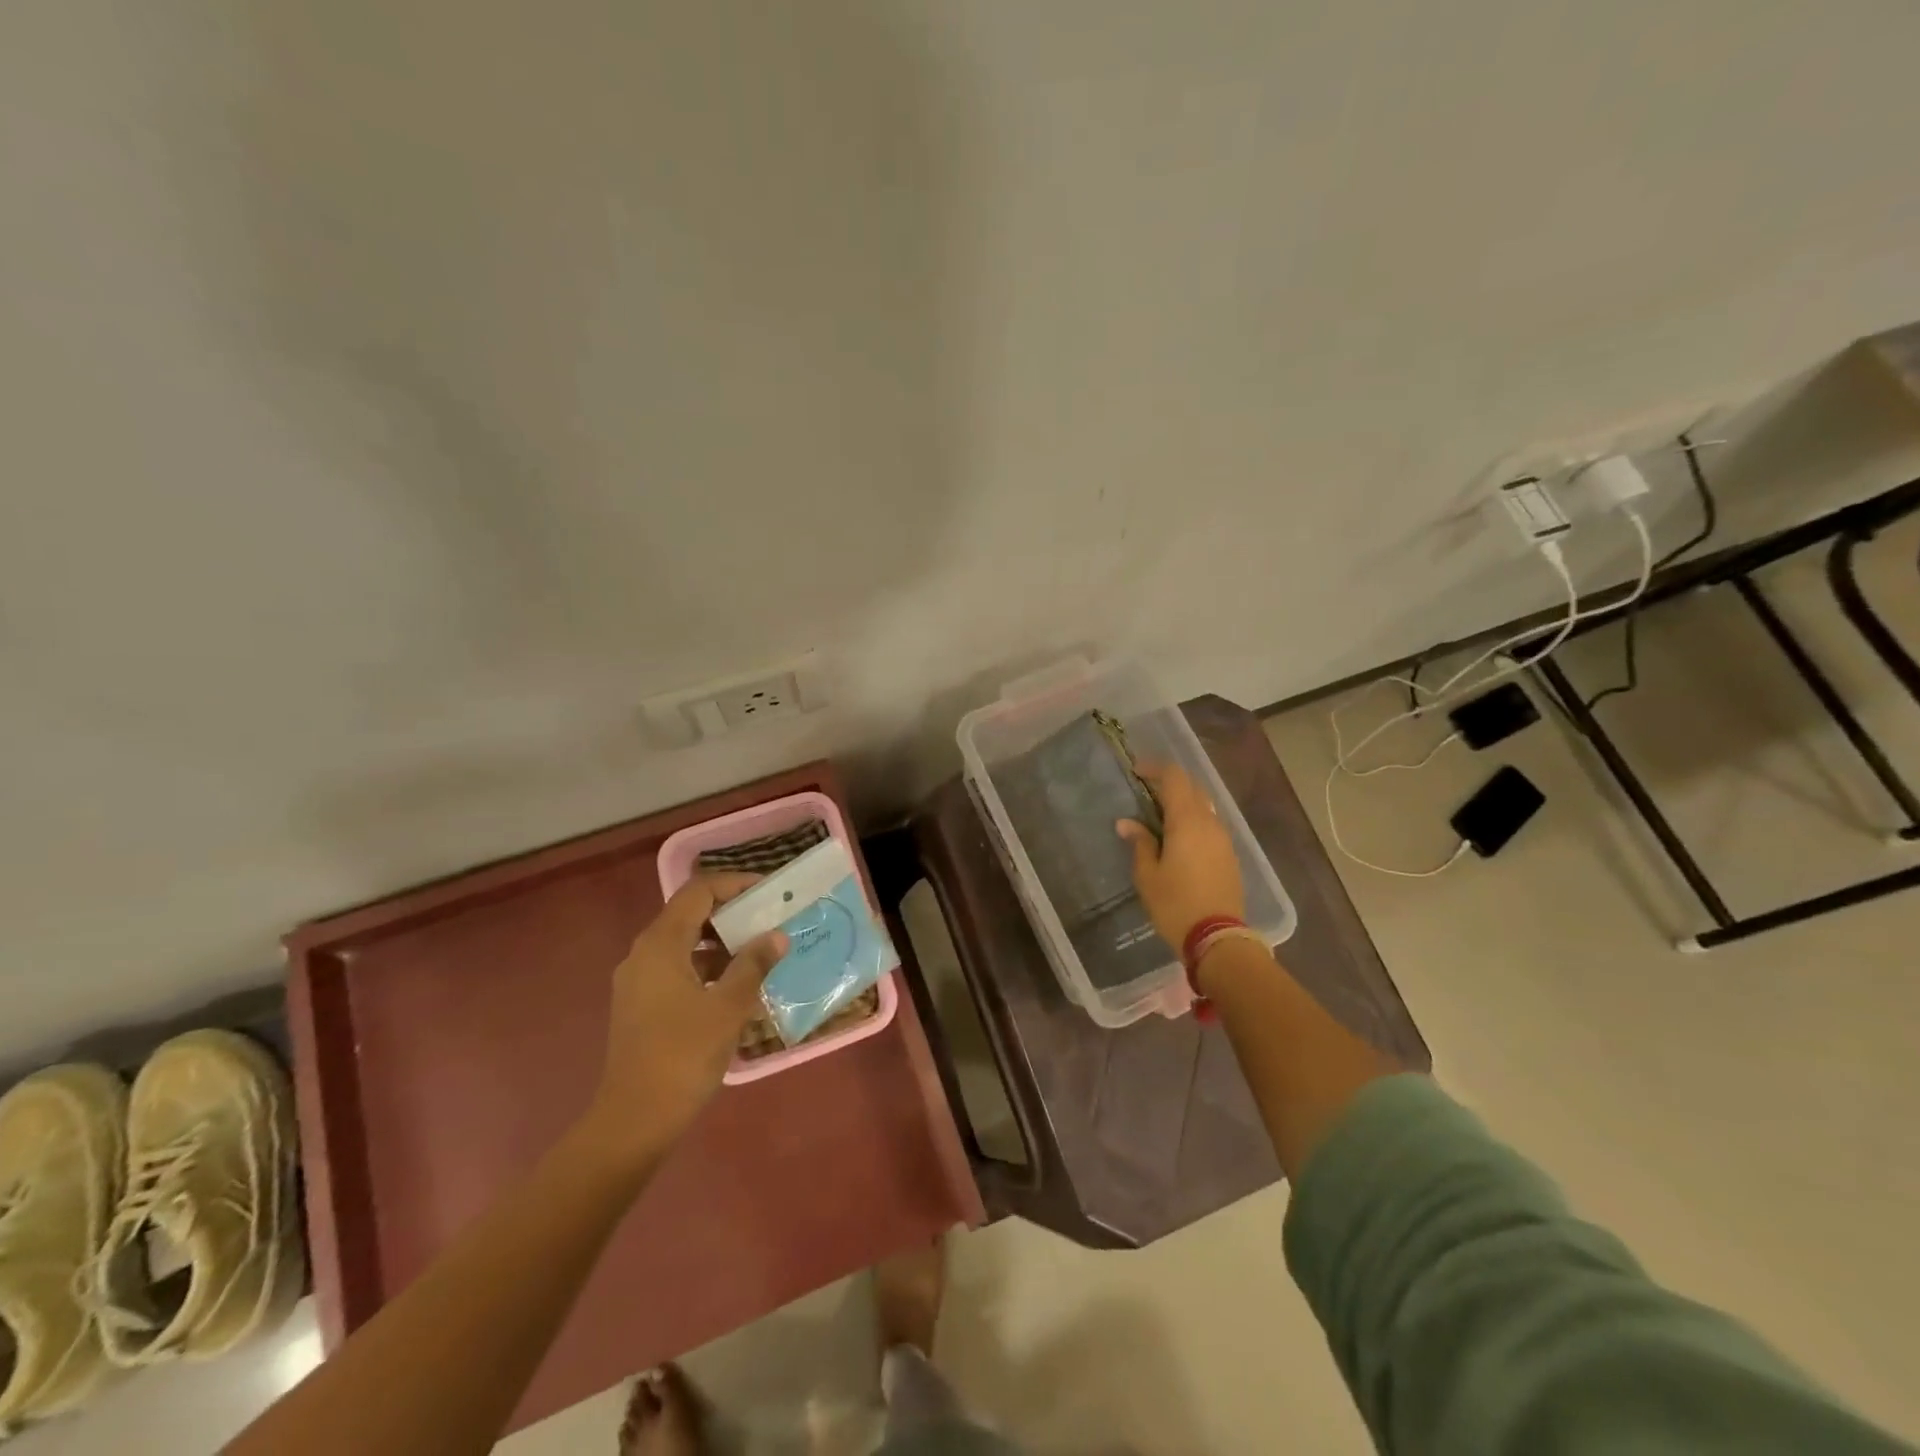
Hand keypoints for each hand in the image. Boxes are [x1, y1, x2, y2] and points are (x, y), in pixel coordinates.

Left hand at [577, 874, 787, 1165]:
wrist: (634, 1120)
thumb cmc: (683, 1055)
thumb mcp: (729, 1006)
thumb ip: (754, 964)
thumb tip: (776, 936)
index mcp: (661, 944)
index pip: (699, 892)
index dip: (735, 884)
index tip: (769, 891)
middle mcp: (643, 953)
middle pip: (689, 914)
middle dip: (731, 912)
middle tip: (769, 919)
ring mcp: (637, 980)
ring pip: (684, 943)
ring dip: (721, 942)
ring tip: (759, 951)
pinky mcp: (640, 1005)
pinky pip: (677, 968)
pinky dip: (706, 966)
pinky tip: (735, 986)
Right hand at [1118, 761, 1244, 950]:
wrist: (1218, 938)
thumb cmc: (1175, 904)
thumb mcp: (1147, 875)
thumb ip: (1140, 843)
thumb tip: (1127, 823)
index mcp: (1187, 820)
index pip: (1175, 778)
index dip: (1155, 768)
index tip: (1136, 772)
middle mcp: (1210, 822)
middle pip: (1192, 788)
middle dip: (1170, 783)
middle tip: (1146, 792)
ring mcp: (1223, 839)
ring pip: (1204, 806)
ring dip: (1183, 802)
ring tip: (1160, 815)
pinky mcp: (1230, 855)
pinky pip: (1210, 825)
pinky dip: (1193, 820)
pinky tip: (1179, 837)